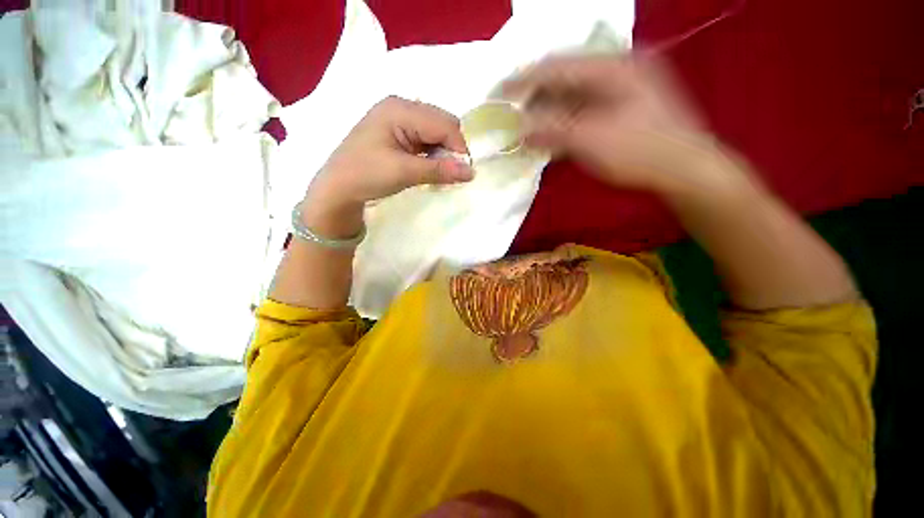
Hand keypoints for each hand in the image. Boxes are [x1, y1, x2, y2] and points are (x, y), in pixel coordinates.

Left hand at [307, 96, 473, 212]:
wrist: (338, 187)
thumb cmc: (366, 175)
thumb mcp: (405, 172)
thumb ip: (440, 170)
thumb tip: (472, 172)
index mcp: (400, 109)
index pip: (444, 123)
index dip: (458, 148)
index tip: (464, 173)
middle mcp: (401, 107)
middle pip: (442, 123)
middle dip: (451, 149)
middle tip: (449, 174)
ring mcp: (399, 119)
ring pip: (436, 132)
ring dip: (442, 152)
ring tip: (438, 173)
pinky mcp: (398, 132)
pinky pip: (425, 138)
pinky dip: (433, 154)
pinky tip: (429, 167)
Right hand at [503, 55, 743, 196]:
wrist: (685, 170)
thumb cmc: (640, 152)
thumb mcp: (590, 141)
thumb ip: (551, 131)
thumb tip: (519, 130)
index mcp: (613, 67)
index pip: (556, 66)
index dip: (524, 79)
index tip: (498, 91)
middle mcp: (617, 69)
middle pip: (564, 77)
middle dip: (535, 96)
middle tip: (511, 112)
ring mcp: (621, 88)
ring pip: (572, 94)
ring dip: (548, 110)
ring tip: (525, 124)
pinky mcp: (622, 108)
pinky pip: (583, 108)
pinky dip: (563, 120)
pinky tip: (550, 131)